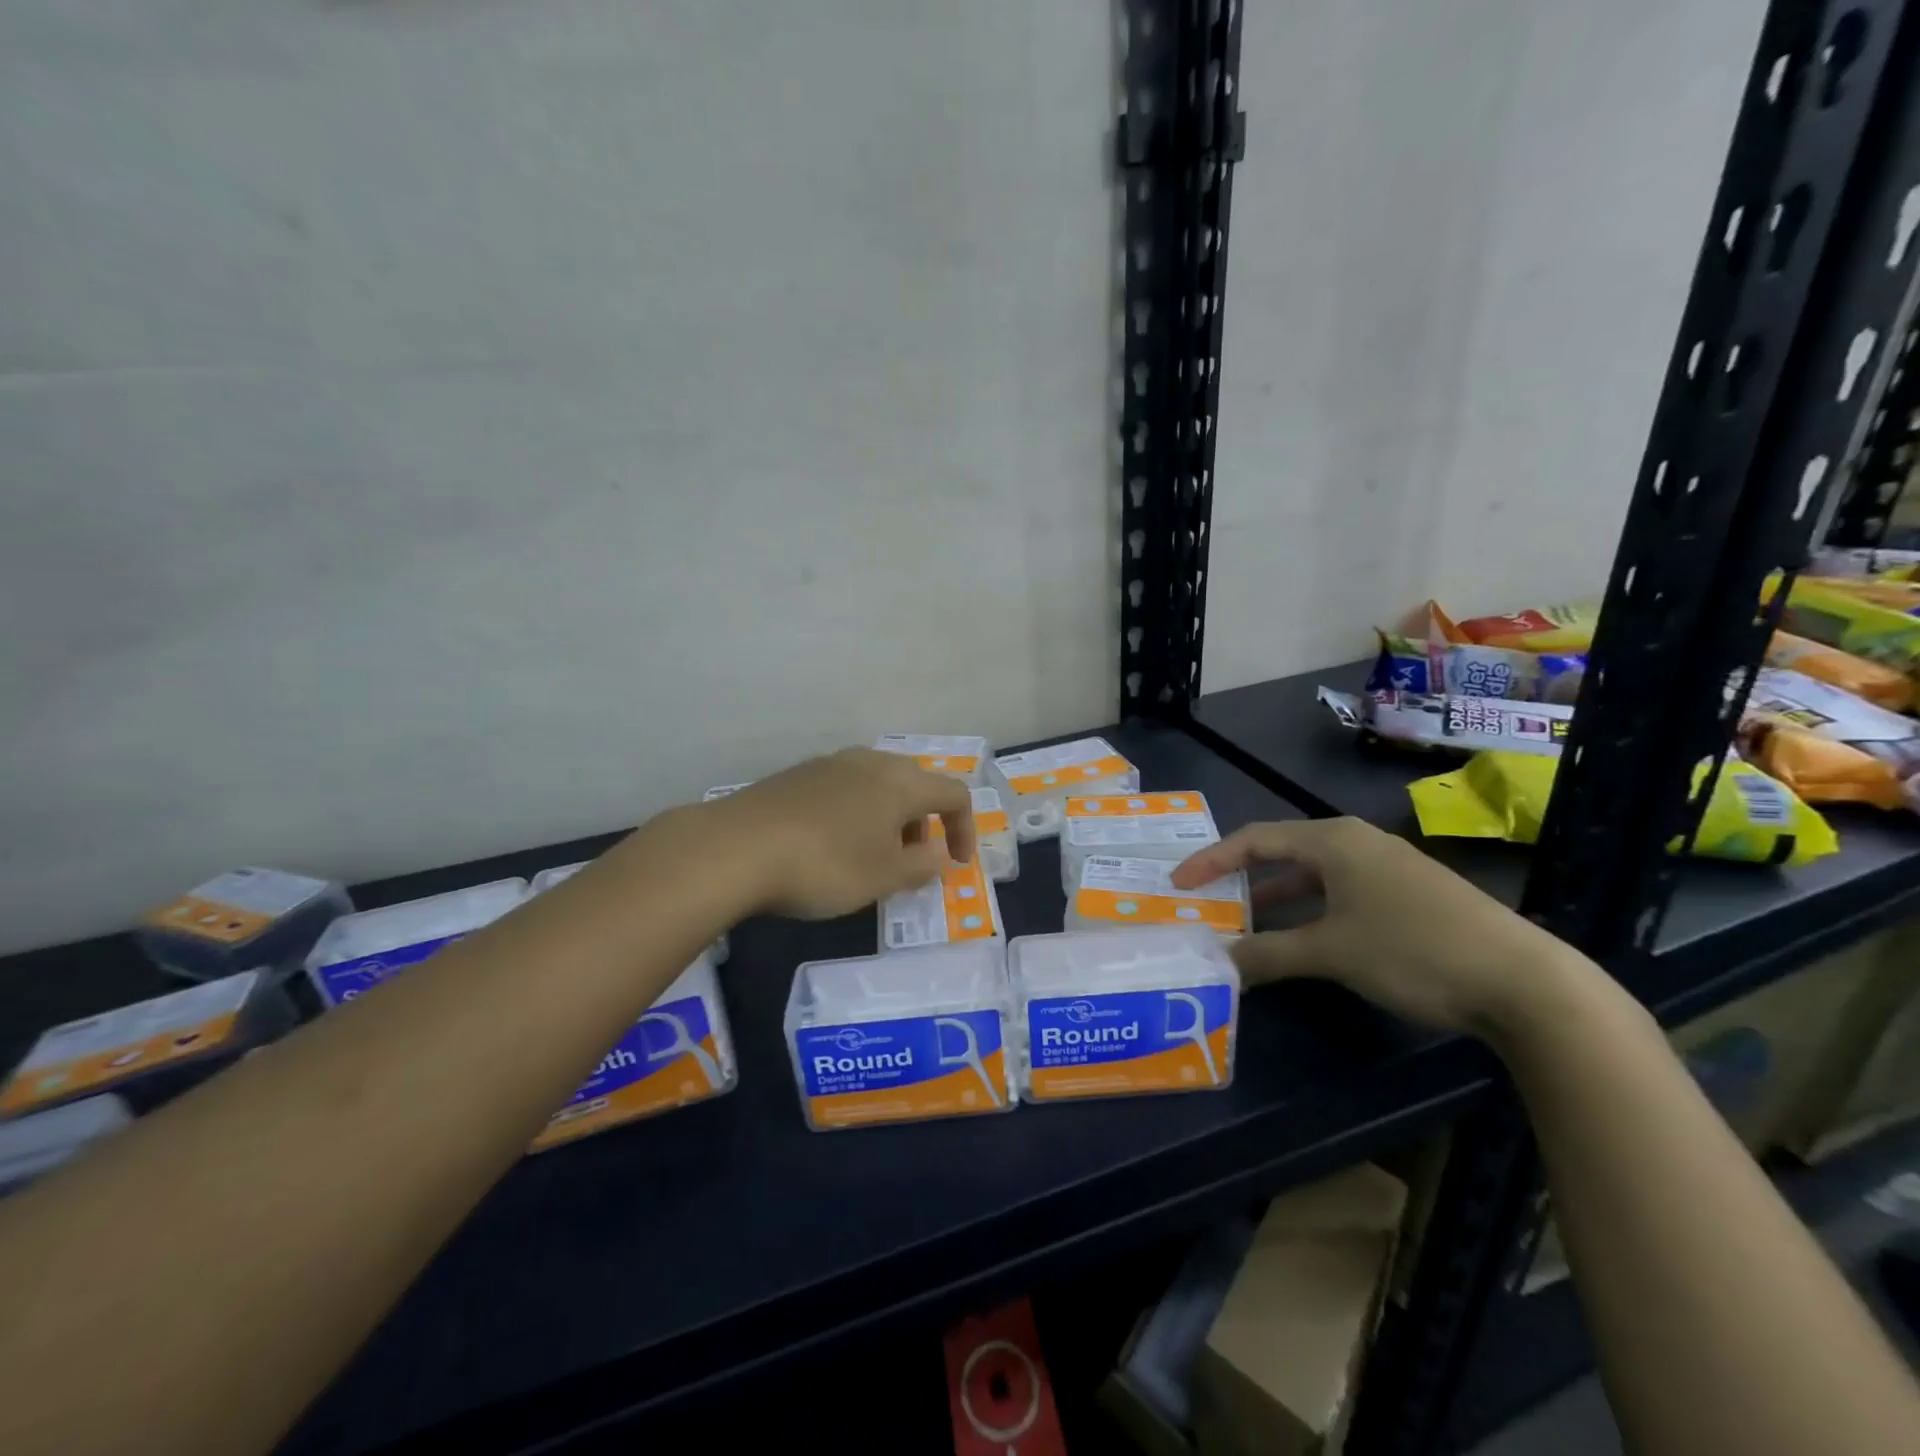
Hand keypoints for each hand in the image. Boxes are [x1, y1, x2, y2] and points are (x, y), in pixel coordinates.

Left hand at [708, 748, 976, 918]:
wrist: (735, 848)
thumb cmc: (825, 865)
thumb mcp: (883, 877)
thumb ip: (922, 865)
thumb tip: (940, 853)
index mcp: (900, 782)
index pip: (954, 794)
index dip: (964, 828)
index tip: (956, 864)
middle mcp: (869, 762)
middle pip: (915, 783)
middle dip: (925, 821)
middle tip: (913, 859)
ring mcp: (830, 764)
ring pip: (877, 784)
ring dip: (889, 816)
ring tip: (872, 854)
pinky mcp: (797, 775)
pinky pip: (844, 788)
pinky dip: (856, 812)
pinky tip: (830, 843)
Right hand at [1171, 817, 1599, 1038]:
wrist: (1525, 982)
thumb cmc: (1413, 950)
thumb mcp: (1330, 952)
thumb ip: (1268, 954)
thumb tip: (1219, 961)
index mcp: (1333, 840)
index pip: (1254, 839)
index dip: (1211, 860)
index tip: (1178, 884)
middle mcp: (1357, 842)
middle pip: (1283, 851)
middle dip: (1242, 876)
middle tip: (1207, 900)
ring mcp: (1388, 867)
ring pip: (1314, 875)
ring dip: (1276, 897)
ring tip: (1245, 921)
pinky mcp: (1410, 895)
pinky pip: (1341, 892)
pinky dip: (1310, 910)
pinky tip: (1305, 938)